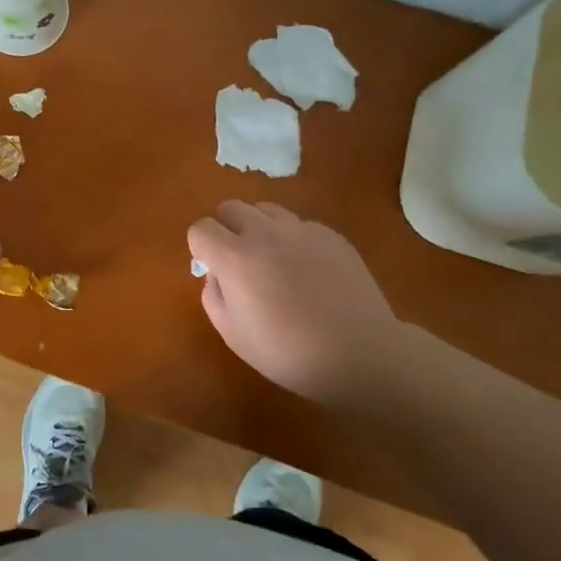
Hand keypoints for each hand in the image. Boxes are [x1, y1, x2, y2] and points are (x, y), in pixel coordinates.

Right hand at [188, 200, 407, 408]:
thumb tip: (217, 273)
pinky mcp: (330, 235)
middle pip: (230, 207)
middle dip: (226, 228)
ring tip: (272, 259)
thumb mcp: (233, 334)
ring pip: (265, 209)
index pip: (200, 229)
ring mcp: (300, 229)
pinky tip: (308, 271)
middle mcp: (264, 233)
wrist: (360, 353)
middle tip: (239, 260)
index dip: (201, 247)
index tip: (212, 268)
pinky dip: (292, 239)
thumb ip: (213, 295)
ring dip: (258, 227)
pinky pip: (299, 224)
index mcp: (235, 257)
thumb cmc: (288, 352)